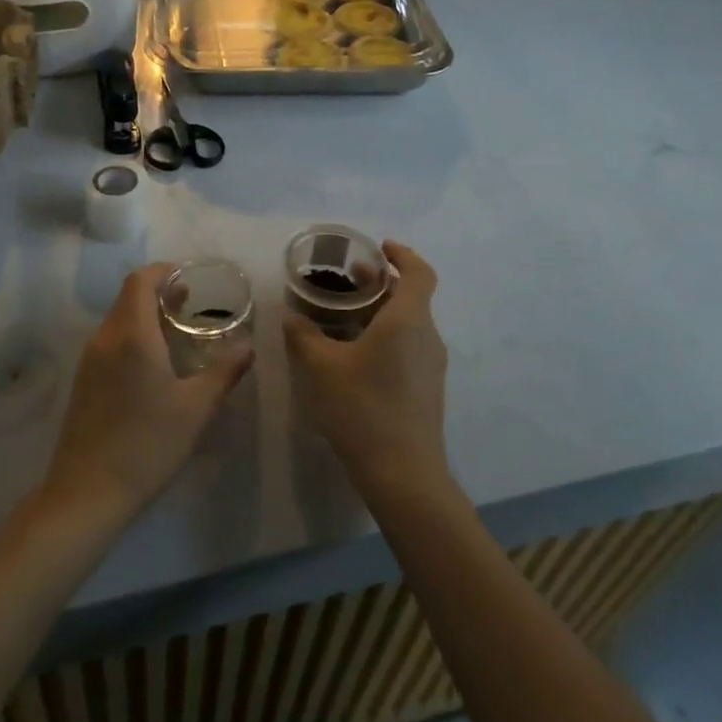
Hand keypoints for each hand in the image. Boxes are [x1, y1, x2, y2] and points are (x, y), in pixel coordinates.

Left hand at [43, 264, 252, 520]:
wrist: (87, 492)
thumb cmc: (147, 444)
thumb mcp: (196, 409)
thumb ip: (223, 371)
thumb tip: (248, 346)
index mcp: (131, 335)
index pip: (139, 281)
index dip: (162, 271)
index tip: (187, 277)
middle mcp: (105, 338)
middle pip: (127, 297)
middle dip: (158, 293)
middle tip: (189, 304)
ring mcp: (89, 360)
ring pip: (117, 320)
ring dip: (144, 315)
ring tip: (176, 332)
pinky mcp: (83, 382)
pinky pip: (110, 342)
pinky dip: (132, 336)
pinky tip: (153, 365)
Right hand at [284, 242, 448, 496]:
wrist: (403, 473)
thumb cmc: (362, 408)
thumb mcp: (321, 367)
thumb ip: (302, 334)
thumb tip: (290, 315)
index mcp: (407, 320)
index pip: (419, 272)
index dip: (402, 254)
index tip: (379, 248)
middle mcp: (426, 336)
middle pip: (411, 296)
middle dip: (380, 283)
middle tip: (347, 281)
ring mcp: (431, 365)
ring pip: (409, 323)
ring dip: (380, 311)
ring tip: (343, 317)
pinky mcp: (427, 388)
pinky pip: (408, 346)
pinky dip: (385, 335)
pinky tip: (354, 354)